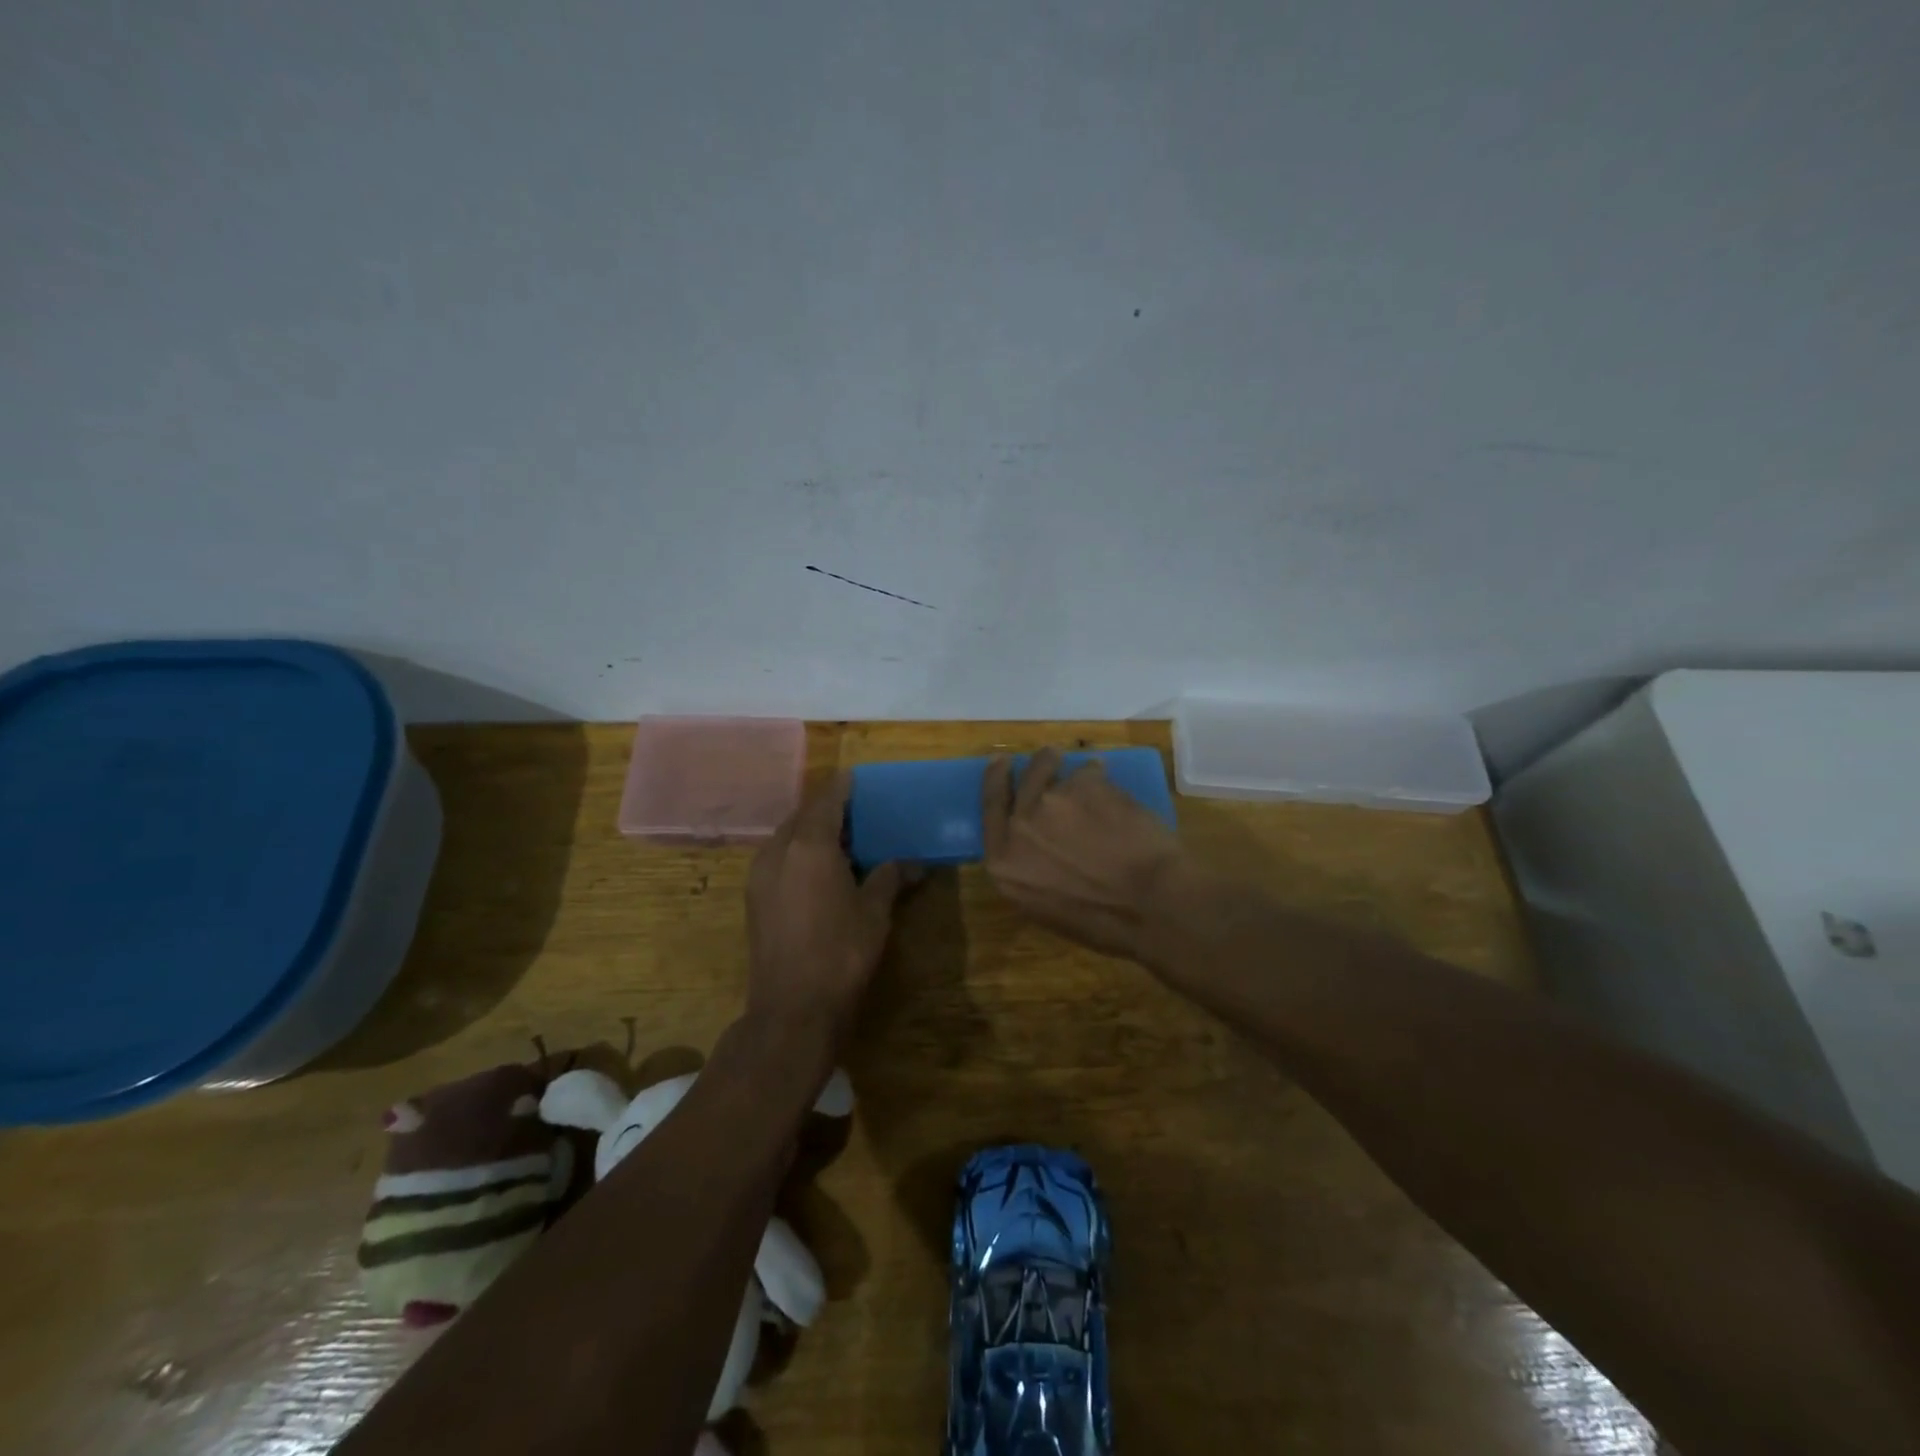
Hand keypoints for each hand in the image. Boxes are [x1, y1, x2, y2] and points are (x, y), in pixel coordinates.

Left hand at [746, 773, 914, 1048]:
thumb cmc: (841, 952)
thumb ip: (890, 877)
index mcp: (810, 846)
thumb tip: (913, 862)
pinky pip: (777, 858)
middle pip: (802, 816)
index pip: (827, 801)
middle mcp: (779, 851)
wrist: (792, 1008)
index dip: (842, 787)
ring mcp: (760, 875)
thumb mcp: (874, 912)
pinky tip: (817, 869)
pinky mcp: (754, 898)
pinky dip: (797, 852)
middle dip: (826, 809)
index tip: (855, 776)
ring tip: (839, 839)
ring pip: (786, 837)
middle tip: (854, 810)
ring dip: (809, 831)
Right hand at [981, 748, 1187, 960]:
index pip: (990, 808)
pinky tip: (1114, 790)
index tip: (1000, 763)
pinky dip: (1100, 777)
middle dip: (1034, 765)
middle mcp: (1019, 826)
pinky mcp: (1085, 784)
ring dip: (1066, 767)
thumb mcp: (1044, 905)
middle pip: (1021, 781)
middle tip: (1047, 756)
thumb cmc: (1102, 921)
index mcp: (1003, 862)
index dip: (995, 781)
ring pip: (1053, 768)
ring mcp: (1051, 800)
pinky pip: (1089, 771)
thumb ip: (1028, 867)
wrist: (1151, 902)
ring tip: (1086, 769)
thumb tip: (1036, 843)